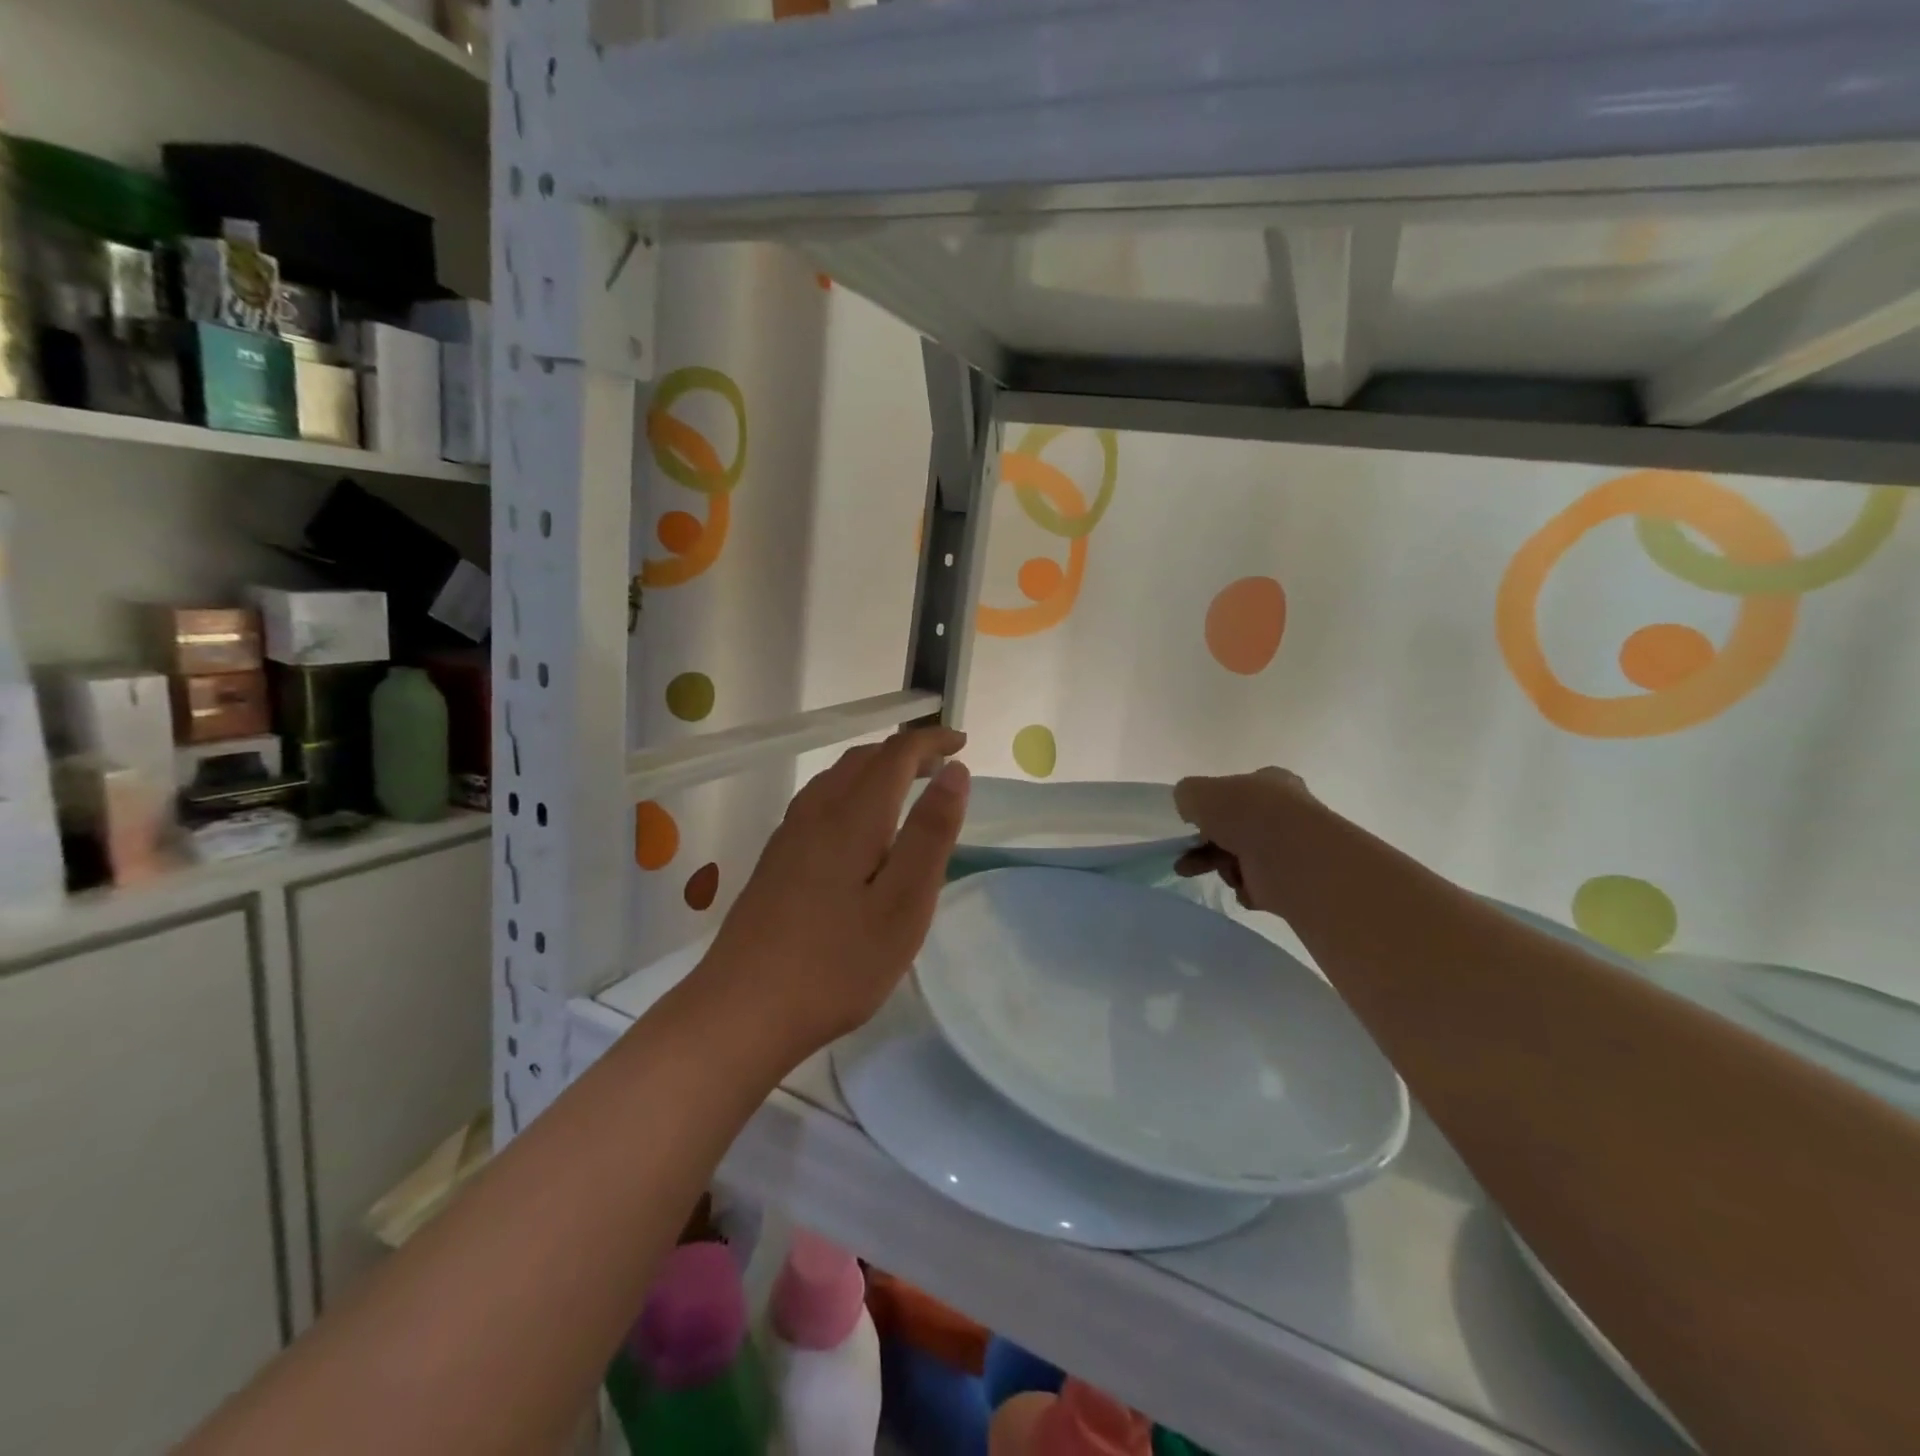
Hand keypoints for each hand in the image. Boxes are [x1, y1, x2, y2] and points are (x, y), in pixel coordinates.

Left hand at [704, 726, 970, 1053]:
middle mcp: (816, 812)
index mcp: (852, 817)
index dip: (931, 741)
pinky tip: (857, 826)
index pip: (895, 754)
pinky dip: (852, 791)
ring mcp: (789, 835)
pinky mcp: (774, 859)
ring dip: (876, 769)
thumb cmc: (837, 963)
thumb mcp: (904, 904)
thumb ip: (931, 834)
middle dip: (905, 752)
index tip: (962, 744)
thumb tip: (954, 771)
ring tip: (906, 787)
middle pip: (863, 759)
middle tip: (941, 765)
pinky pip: (820, 800)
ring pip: (836, 778)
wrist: (742, 1010)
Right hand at [1173, 766, 1313, 915]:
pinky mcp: (1291, 881)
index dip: (1211, 807)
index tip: (1192, 823)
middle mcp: (1284, 813)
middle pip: (1235, 829)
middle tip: (1183, 859)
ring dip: (1219, 865)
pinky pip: (1256, 884)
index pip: (1236, 792)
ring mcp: (1289, 848)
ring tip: (1200, 873)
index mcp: (1270, 783)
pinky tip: (1241, 884)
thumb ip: (1187, 795)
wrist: (1291, 859)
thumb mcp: (1199, 792)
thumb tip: (1190, 809)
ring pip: (1241, 857)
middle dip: (1205, 844)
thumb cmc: (1246, 815)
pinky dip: (1244, 886)